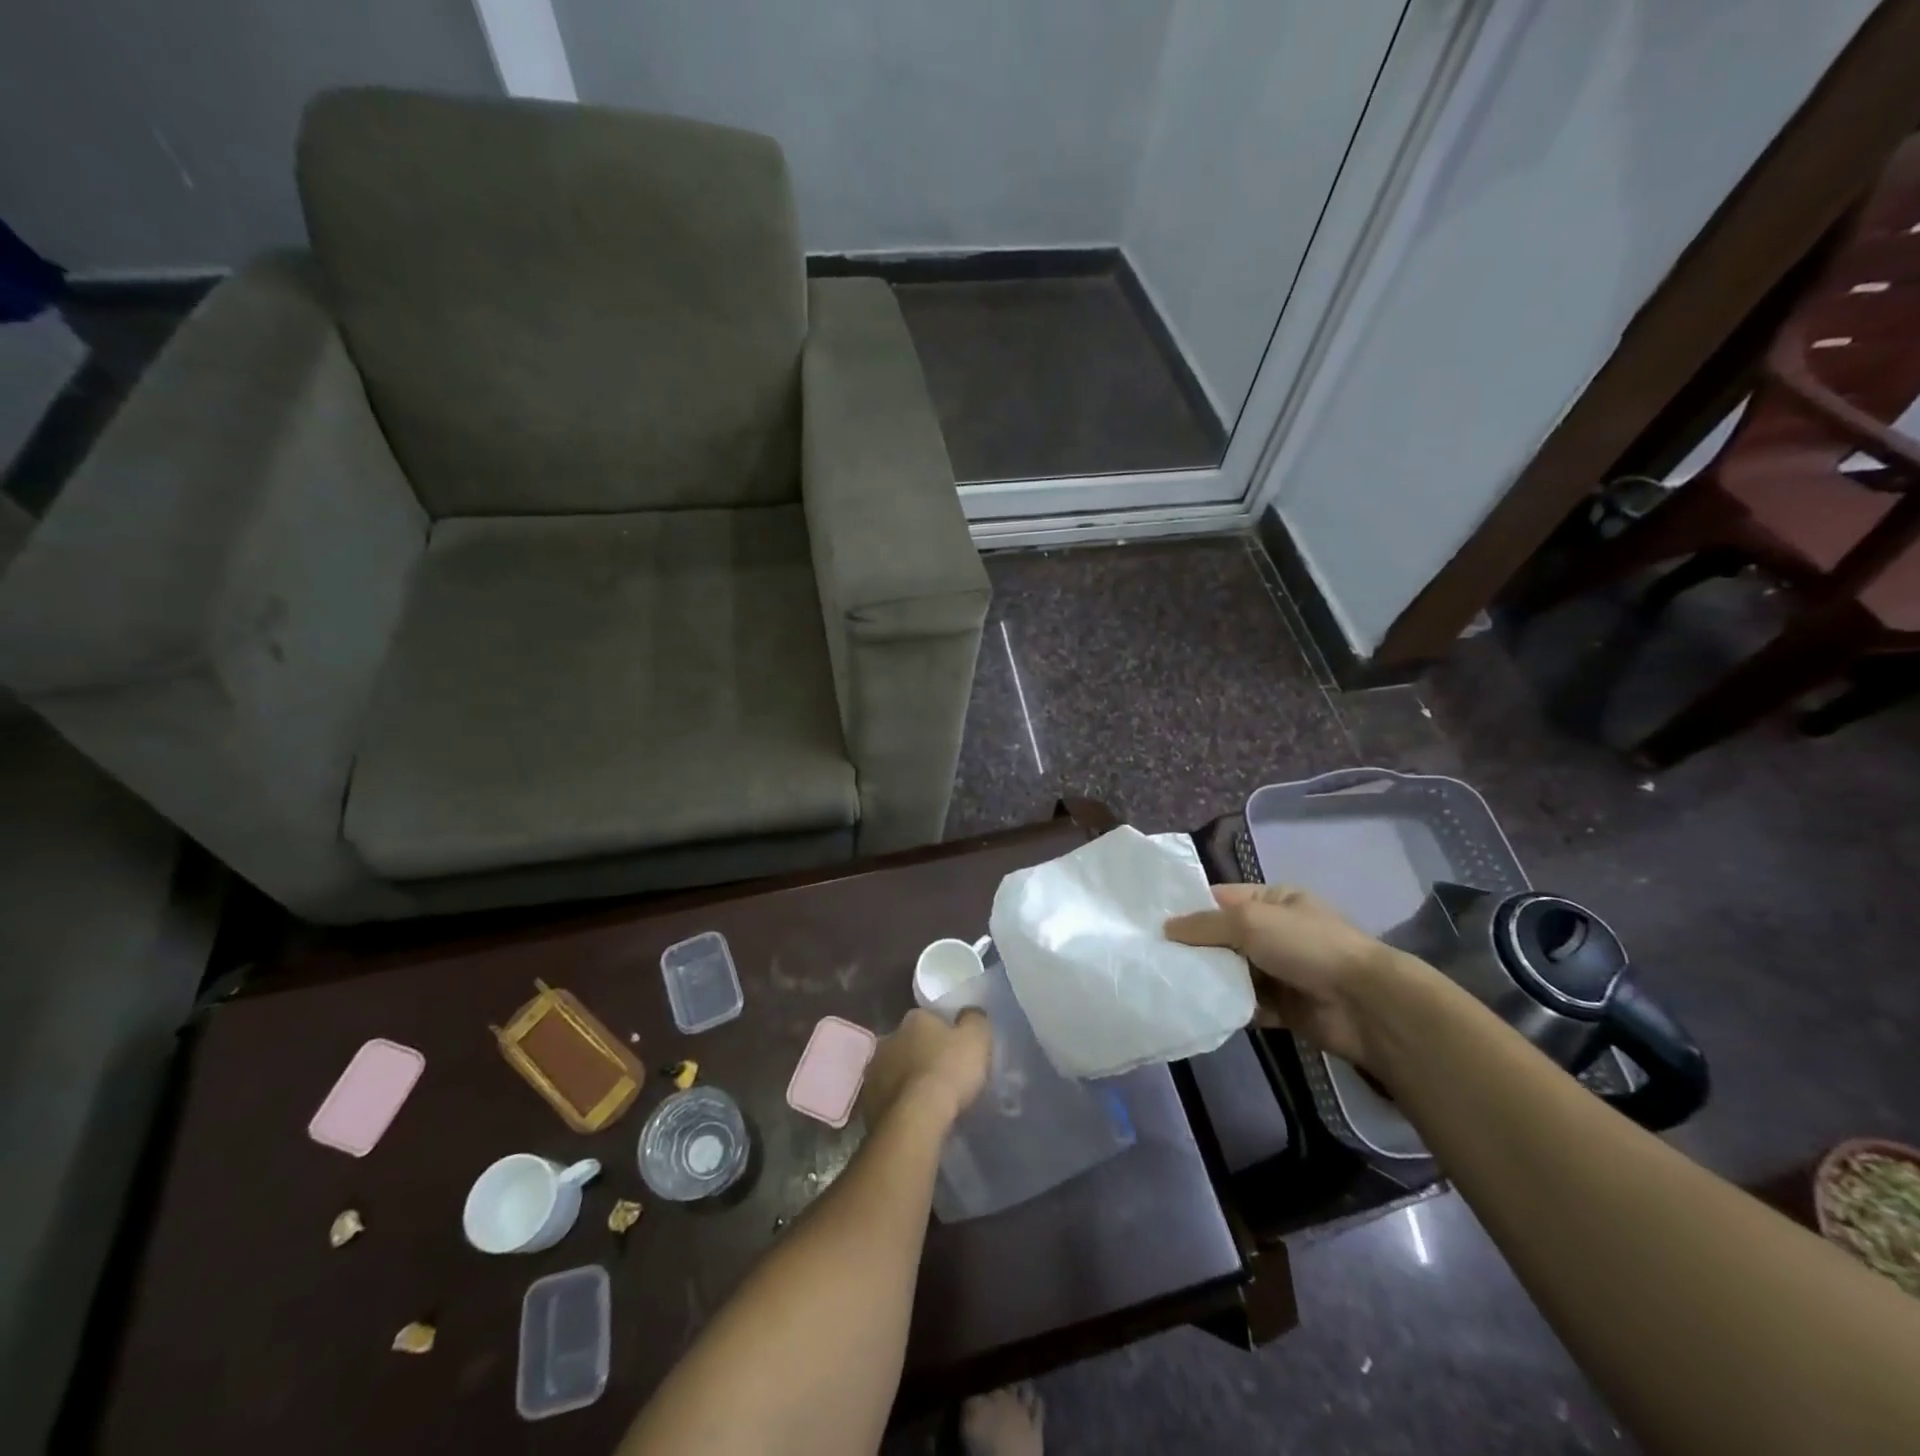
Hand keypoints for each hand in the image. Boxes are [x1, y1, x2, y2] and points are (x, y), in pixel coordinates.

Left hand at [859, 1008, 991, 1129]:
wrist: (917, 1118)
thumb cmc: (949, 1070)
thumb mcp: (977, 1038)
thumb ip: (974, 1020)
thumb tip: (970, 1014)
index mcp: (914, 1018)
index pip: (929, 1018)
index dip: (944, 1032)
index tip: (955, 1048)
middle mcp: (888, 1037)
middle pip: (909, 1042)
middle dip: (921, 1054)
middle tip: (941, 1073)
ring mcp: (874, 1070)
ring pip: (894, 1069)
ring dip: (907, 1078)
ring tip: (927, 1098)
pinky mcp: (868, 1101)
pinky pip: (887, 1097)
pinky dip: (898, 1102)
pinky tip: (913, 1115)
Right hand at [1165, 884, 1413, 1066]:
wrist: (1364, 1005)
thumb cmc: (1307, 946)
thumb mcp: (1250, 921)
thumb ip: (1205, 924)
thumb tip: (1166, 928)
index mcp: (1273, 900)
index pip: (1221, 899)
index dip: (1188, 909)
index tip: (1150, 922)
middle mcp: (1275, 932)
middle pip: (1222, 937)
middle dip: (1193, 947)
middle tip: (1151, 956)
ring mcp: (1280, 970)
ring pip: (1231, 972)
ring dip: (1207, 978)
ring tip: (1165, 983)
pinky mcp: (1282, 1007)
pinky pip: (1244, 1003)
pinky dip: (1225, 1006)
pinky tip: (1195, 1009)